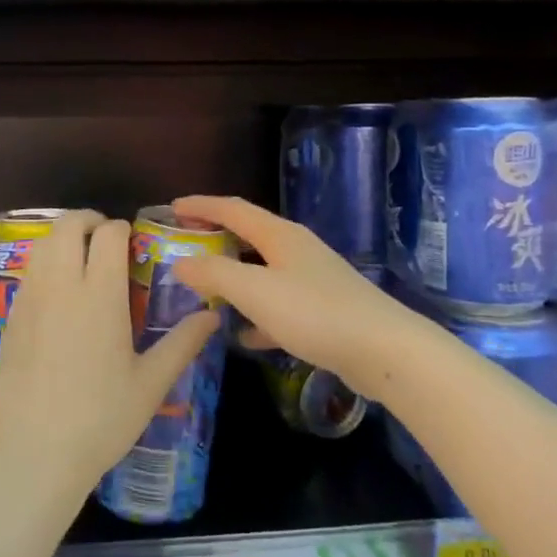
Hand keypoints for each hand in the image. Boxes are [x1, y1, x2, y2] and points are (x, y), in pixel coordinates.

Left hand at [0, 210, 219, 504]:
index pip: (107, 233)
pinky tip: (58, 298)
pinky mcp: (9, 319)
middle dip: (87, 221)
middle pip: (67, 226)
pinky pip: (28, 274)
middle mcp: (61, 286)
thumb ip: (183, 342)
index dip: (121, 229)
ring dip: (62, 240)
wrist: (33, 454)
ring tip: (81, 262)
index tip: (131, 243)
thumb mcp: (151, 384)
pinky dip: (44, 267)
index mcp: (99, 294)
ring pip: (42, 246)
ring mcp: (29, 301)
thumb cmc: (101, 419)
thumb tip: (213, 315)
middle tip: (105, 239)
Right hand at [169, 195, 415, 397]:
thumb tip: (181, 262)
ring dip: (234, 277)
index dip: (201, 206)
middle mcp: (297, 250)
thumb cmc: (314, 312)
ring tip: (206, 290)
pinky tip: (245, 337)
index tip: (172, 208)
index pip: (233, 209)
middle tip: (185, 244)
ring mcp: (313, 280)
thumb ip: (215, 274)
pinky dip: (257, 314)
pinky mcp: (324, 310)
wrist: (384, 350)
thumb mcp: (255, 291)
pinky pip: (279, 305)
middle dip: (216, 237)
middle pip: (249, 235)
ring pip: (263, 271)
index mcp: (280, 235)